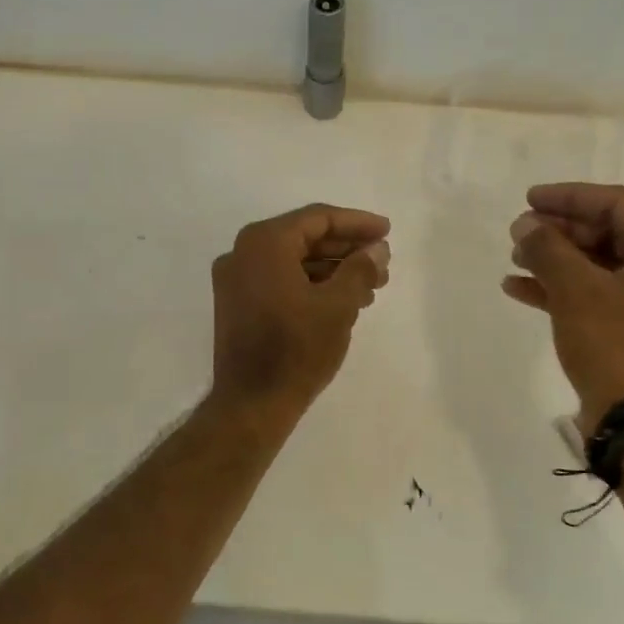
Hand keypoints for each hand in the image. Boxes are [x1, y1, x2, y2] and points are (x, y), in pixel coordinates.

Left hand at [210, 203, 390, 421]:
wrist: (252, 404)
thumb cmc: (297, 349)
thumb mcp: (338, 306)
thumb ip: (360, 268)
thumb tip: (377, 249)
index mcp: (264, 243)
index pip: (318, 218)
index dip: (357, 223)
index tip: (387, 232)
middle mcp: (242, 253)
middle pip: (304, 238)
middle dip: (347, 250)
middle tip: (383, 263)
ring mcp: (236, 280)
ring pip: (293, 262)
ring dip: (333, 270)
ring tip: (372, 287)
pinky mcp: (237, 305)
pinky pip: (280, 281)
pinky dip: (311, 286)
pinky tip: (343, 302)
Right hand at [502, 182, 623, 426]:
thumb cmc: (616, 345)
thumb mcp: (577, 291)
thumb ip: (548, 249)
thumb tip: (524, 224)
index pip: (618, 204)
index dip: (569, 197)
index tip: (529, 199)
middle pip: (609, 233)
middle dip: (559, 232)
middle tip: (518, 233)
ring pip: (601, 265)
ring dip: (557, 260)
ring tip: (515, 259)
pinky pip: (601, 294)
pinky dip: (565, 289)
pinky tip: (520, 288)